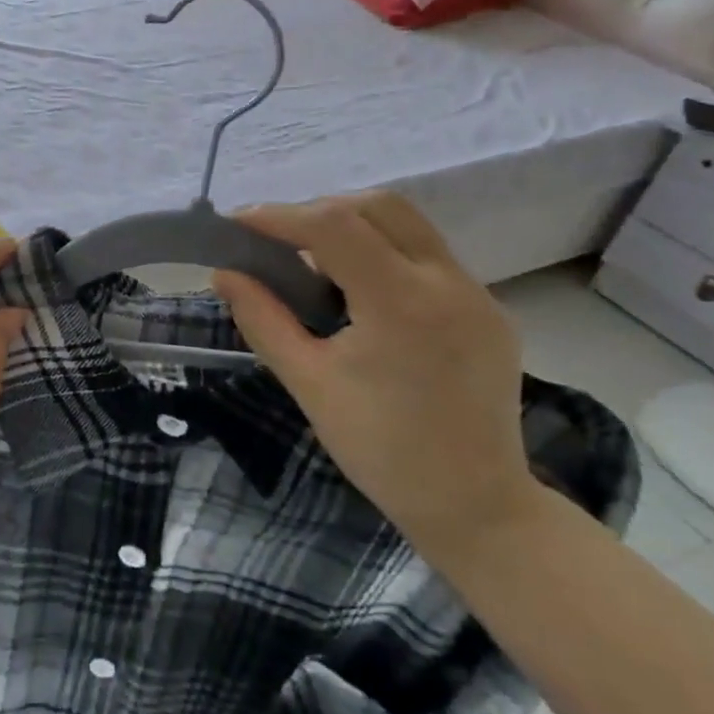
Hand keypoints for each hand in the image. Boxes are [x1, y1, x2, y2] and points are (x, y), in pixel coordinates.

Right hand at [212, 193, 535, 551]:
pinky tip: (358, 291)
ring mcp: (477, 293)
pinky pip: (427, 255)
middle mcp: (449, 283)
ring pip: (407, 224)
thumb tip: (224, 273)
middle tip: (276, 242)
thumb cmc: (381, 450)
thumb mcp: (308, 382)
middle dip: (317, 211)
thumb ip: (262, 318)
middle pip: (377, 207)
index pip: (334, 226)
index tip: (238, 225)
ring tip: (313, 262)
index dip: (280, 216)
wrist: (477, 507)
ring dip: (352, 226)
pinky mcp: (489, 309)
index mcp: (403, 304)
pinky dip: (383, 252)